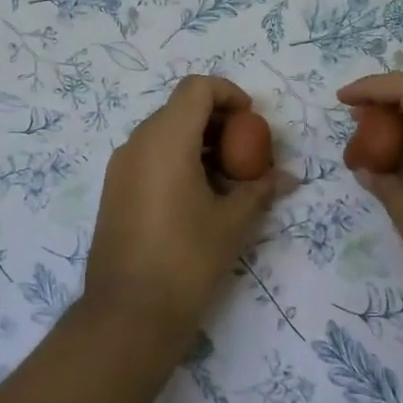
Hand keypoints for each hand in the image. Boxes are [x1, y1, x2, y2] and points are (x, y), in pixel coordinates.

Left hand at [86, 76, 294, 358]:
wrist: (128, 313)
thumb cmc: (186, 259)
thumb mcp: (232, 222)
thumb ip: (259, 190)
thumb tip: (287, 177)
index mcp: (166, 139)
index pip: (196, 88)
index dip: (228, 94)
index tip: (252, 120)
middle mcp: (137, 143)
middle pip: (180, 108)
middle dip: (217, 122)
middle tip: (246, 152)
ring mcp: (121, 166)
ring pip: (164, 133)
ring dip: (198, 142)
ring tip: (228, 179)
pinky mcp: (115, 189)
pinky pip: (149, 156)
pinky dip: (177, 160)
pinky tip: (199, 197)